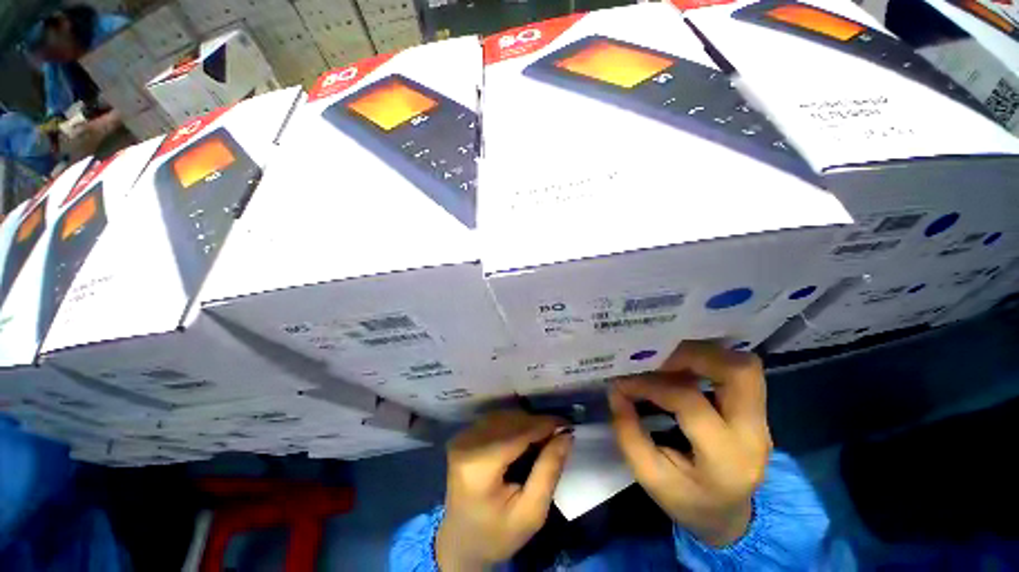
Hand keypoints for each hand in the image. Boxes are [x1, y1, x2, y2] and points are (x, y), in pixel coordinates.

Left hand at [436, 411, 572, 570]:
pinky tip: (526, 436)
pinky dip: (514, 424)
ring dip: (526, 422)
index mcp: (479, 466)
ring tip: (545, 436)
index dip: (544, 424)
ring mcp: (462, 438)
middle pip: (510, 421)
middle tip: (559, 433)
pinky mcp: (463, 436)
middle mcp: (467, 444)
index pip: (517, 434)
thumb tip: (565, 436)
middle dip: (537, 423)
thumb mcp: (531, 513)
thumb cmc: (497, 533)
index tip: (568, 424)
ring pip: (504, 416)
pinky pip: (495, 420)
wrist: (461, 541)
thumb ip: (548, 471)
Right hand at [609, 340, 771, 546]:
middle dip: (692, 354)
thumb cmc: (687, 500)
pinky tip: (681, 366)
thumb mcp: (649, 476)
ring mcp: (761, 420)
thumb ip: (628, 431)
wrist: (730, 517)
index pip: (689, 401)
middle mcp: (753, 433)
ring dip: (703, 354)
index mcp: (726, 459)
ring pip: (743, 365)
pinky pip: (737, 371)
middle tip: (655, 356)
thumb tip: (616, 389)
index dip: (650, 384)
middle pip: (738, 371)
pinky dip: (708, 360)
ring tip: (667, 358)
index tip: (623, 381)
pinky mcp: (755, 410)